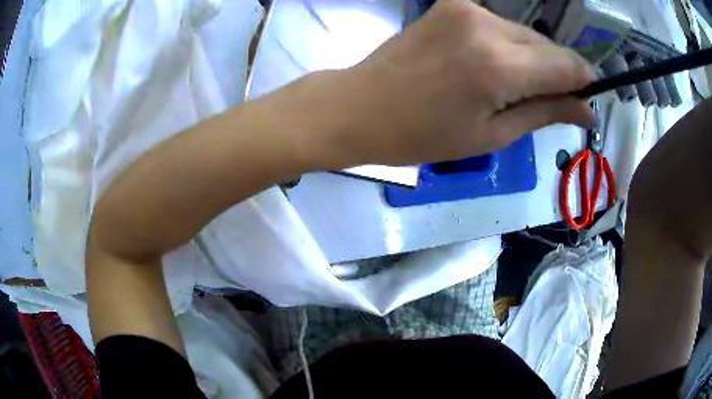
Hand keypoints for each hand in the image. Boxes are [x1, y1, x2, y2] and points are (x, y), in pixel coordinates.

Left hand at [301, 0, 595, 166]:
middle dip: (558, 73)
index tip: (587, 101)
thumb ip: (545, 113)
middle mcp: (486, 24)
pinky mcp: (451, 5)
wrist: (359, 106)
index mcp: (499, 65)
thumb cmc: (422, 135)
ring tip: (512, 89)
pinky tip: (492, 68)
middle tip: (550, 103)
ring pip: (525, 34)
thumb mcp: (492, 135)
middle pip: (548, 46)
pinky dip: (509, 47)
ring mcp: (465, 9)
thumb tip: (586, 109)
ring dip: (533, 60)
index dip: (584, 83)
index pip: (567, 64)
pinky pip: (500, 26)